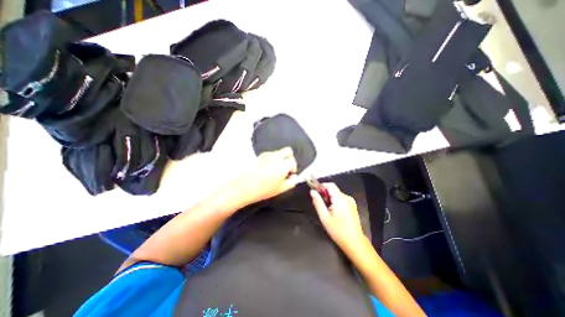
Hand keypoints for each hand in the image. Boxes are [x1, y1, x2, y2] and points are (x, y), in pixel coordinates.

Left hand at [230, 147, 299, 207]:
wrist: (243, 187)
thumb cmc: (263, 189)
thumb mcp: (281, 189)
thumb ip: (291, 182)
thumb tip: (293, 178)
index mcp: (283, 165)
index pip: (293, 161)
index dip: (293, 169)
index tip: (289, 175)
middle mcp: (276, 157)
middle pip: (288, 151)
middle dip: (289, 159)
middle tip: (285, 168)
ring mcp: (267, 155)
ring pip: (278, 153)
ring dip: (280, 159)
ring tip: (274, 171)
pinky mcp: (259, 156)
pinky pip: (270, 155)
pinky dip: (272, 160)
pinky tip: (267, 170)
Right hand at [311, 184, 363, 250]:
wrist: (354, 242)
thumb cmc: (338, 230)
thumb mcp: (324, 217)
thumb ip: (317, 202)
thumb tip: (312, 191)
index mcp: (340, 199)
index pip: (330, 185)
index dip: (321, 186)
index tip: (316, 193)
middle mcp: (347, 197)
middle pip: (333, 189)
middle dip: (325, 195)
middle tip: (322, 206)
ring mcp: (351, 201)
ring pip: (336, 194)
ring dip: (330, 199)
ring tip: (328, 211)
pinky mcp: (352, 205)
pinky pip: (341, 198)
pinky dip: (335, 202)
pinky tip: (335, 212)